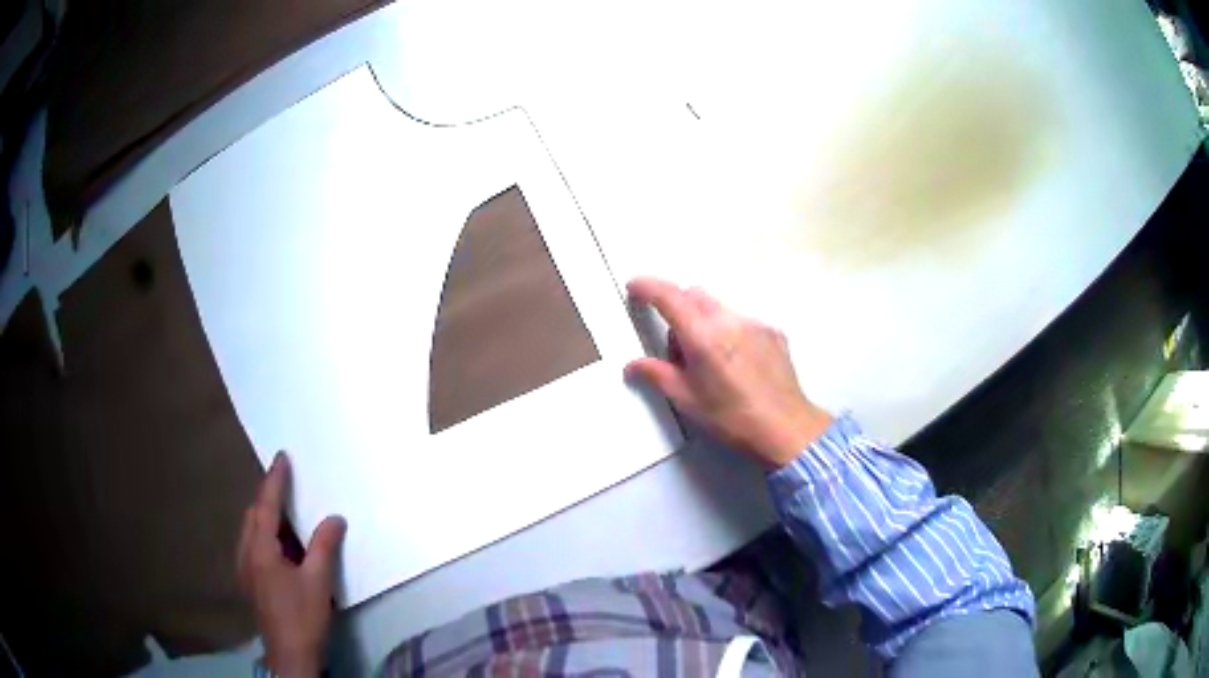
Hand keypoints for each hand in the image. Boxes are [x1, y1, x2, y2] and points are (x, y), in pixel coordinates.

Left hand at [237, 453, 345, 677]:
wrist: (290, 655)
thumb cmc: (303, 617)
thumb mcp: (318, 581)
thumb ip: (324, 546)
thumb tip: (334, 518)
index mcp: (260, 549)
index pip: (266, 505)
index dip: (275, 480)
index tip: (281, 457)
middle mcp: (246, 553)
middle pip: (252, 515)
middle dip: (267, 497)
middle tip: (286, 484)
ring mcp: (246, 569)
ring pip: (251, 531)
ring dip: (266, 517)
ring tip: (286, 512)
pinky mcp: (251, 583)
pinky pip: (254, 546)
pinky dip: (266, 535)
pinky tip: (282, 547)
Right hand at [626, 277, 832, 468]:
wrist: (786, 428)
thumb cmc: (731, 418)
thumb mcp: (687, 400)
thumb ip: (657, 375)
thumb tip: (632, 365)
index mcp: (702, 335)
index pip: (669, 296)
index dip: (648, 287)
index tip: (634, 287)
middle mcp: (729, 319)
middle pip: (694, 295)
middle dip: (677, 310)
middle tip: (678, 351)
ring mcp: (754, 323)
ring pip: (718, 308)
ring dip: (704, 322)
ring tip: (710, 362)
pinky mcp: (773, 332)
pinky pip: (741, 320)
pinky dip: (729, 331)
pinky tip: (737, 365)